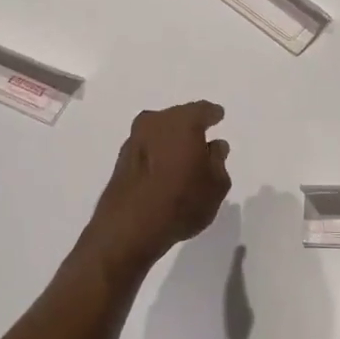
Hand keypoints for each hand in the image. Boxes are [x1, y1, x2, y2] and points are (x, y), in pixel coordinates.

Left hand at [81, 101, 231, 271]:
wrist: (130, 228)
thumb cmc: (182, 201)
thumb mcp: (216, 185)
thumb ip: (218, 161)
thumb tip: (214, 146)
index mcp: (182, 121)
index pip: (203, 110)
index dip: (213, 115)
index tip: (218, 117)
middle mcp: (155, 122)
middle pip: (178, 118)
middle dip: (190, 126)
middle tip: (202, 139)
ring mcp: (134, 140)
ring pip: (159, 132)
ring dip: (170, 141)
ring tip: (183, 157)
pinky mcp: (121, 160)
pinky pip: (147, 149)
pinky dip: (157, 155)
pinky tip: (164, 170)